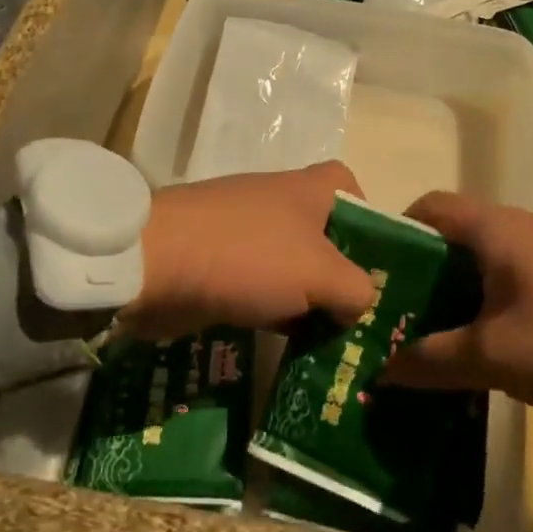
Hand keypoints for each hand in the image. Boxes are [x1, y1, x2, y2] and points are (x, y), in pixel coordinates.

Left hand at [121, 161, 375, 340]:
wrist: (155, 263)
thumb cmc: (249, 256)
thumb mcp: (320, 274)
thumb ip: (356, 288)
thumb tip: (360, 302)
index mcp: (309, 189)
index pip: (351, 188)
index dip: (370, 222)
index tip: (376, 264)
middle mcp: (280, 202)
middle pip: (324, 235)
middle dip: (342, 275)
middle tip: (359, 319)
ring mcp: (246, 232)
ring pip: (293, 266)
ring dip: (308, 300)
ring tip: (329, 342)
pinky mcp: (220, 261)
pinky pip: (261, 285)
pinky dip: (275, 309)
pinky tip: (286, 343)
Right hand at [384, 191, 532, 431]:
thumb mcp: (494, 357)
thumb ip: (432, 360)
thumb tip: (381, 369)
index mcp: (496, 229)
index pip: (429, 207)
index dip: (396, 233)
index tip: (375, 276)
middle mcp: (520, 227)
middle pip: (453, 237)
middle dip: (420, 273)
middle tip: (393, 316)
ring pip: (482, 261)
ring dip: (453, 293)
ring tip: (427, 336)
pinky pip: (510, 278)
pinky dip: (485, 302)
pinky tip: (479, 344)